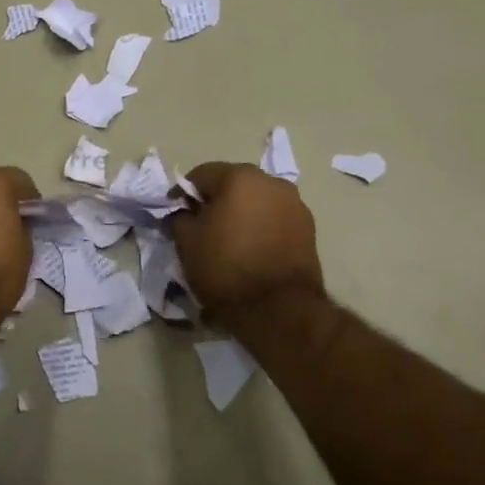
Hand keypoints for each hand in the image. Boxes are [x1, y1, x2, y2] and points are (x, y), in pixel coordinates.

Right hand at [170, 162, 325, 327]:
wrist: (279, 309)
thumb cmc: (226, 269)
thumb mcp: (187, 243)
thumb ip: (180, 217)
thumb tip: (184, 211)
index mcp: (239, 177)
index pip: (201, 175)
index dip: (184, 193)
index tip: (175, 213)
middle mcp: (271, 182)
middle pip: (233, 183)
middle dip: (215, 200)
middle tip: (202, 225)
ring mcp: (294, 203)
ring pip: (257, 200)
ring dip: (241, 211)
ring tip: (229, 238)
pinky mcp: (309, 227)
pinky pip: (275, 217)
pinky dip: (261, 225)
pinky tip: (252, 248)